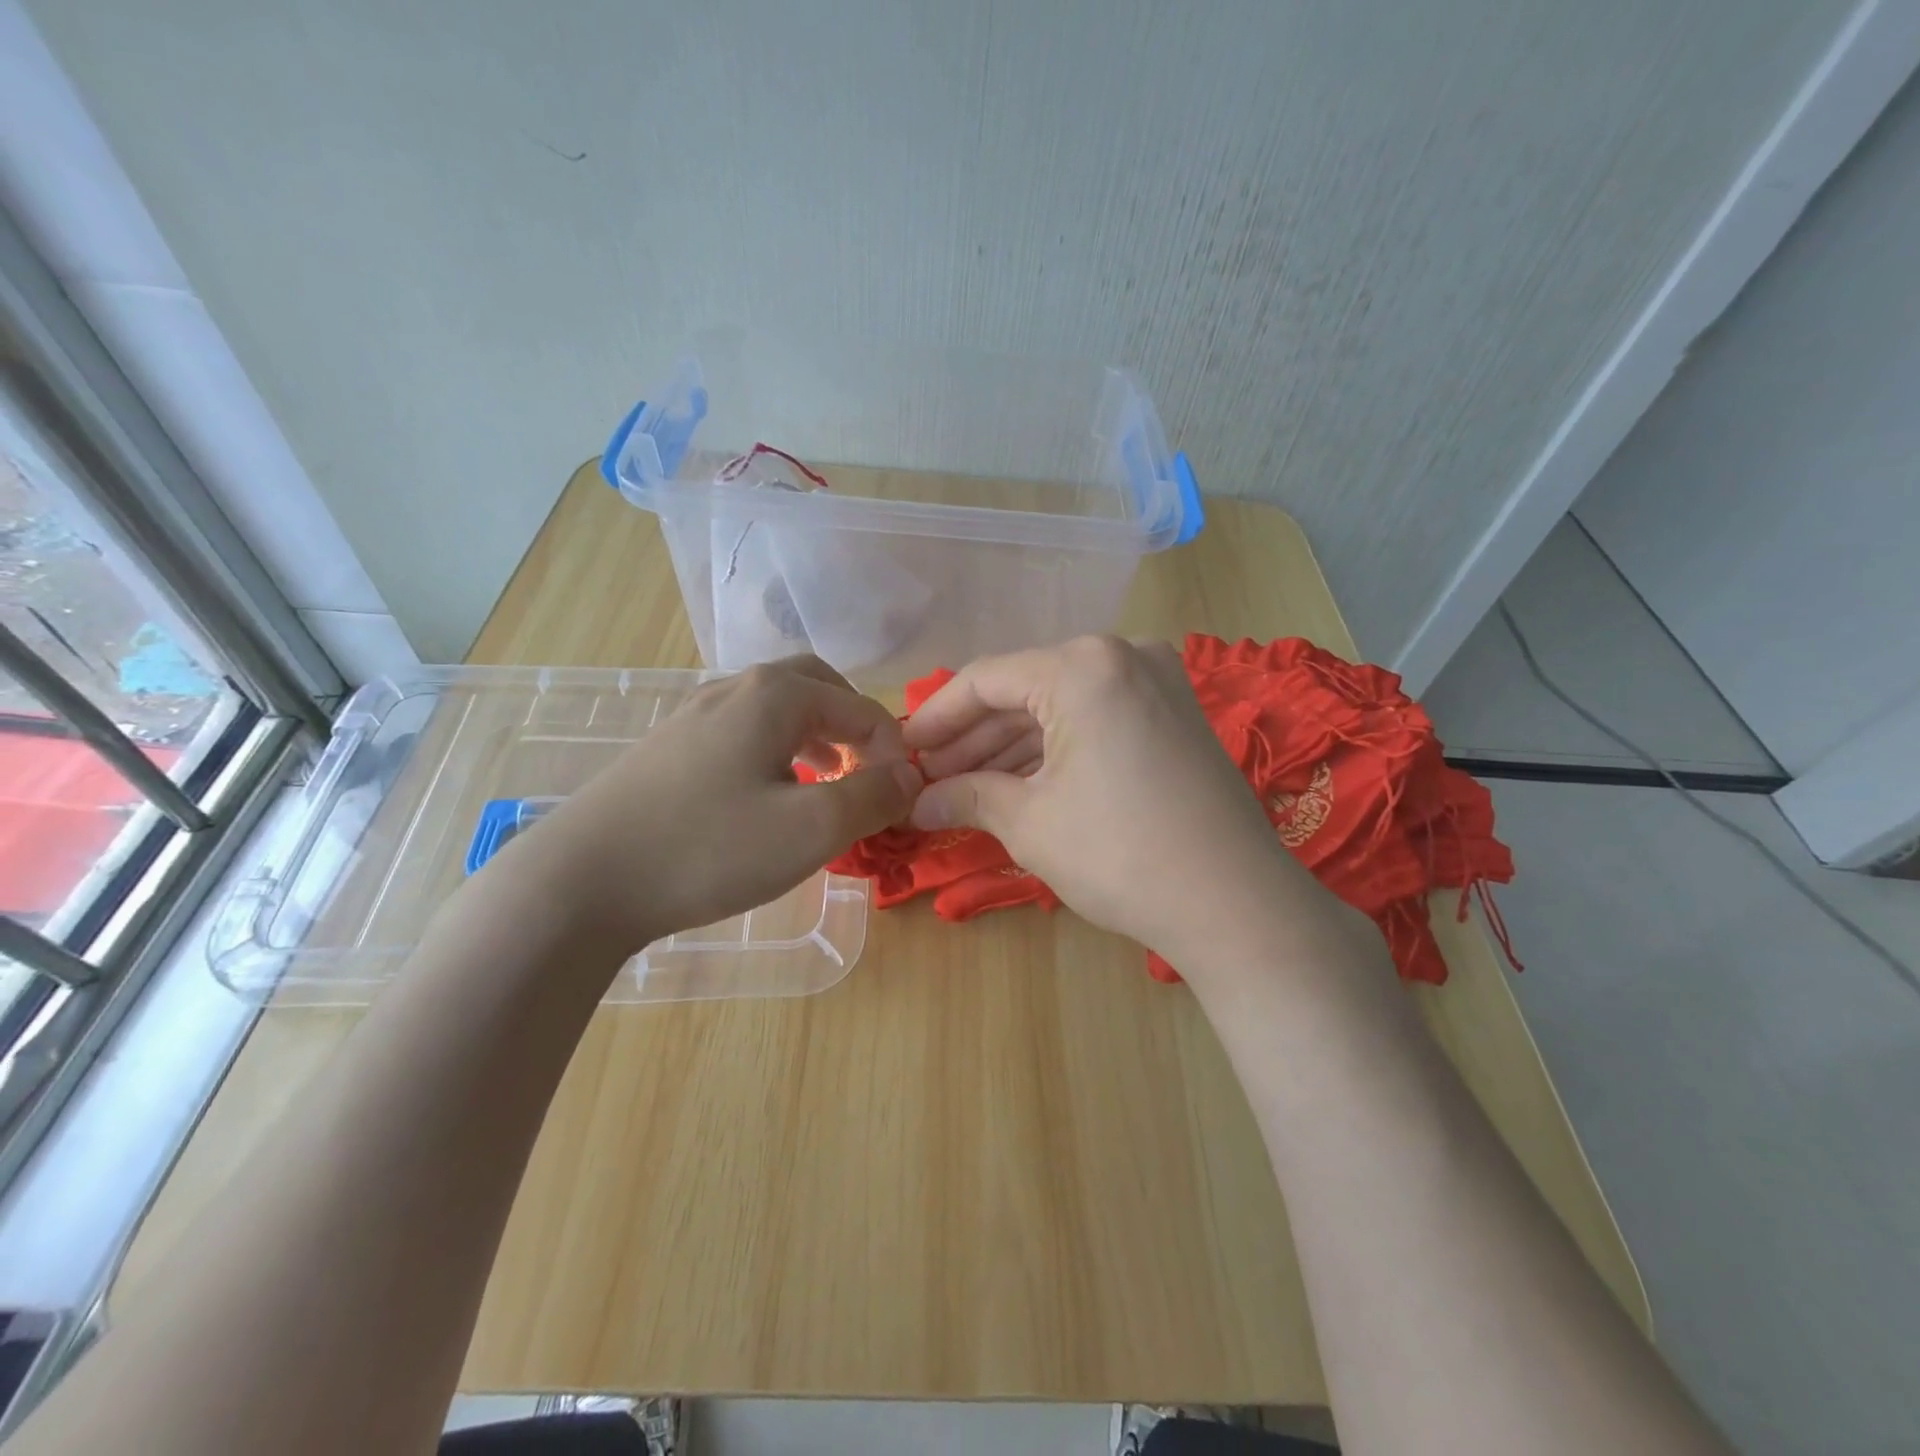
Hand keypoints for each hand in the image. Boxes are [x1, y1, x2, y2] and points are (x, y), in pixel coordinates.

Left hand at [496, 657, 920, 950]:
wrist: (580, 882)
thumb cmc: (708, 848)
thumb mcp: (811, 829)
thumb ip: (873, 796)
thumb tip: (910, 776)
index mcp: (775, 694)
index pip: (860, 707)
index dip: (892, 751)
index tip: (901, 799)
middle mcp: (735, 688)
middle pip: (816, 687)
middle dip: (853, 725)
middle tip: (869, 769)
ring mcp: (694, 715)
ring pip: (776, 708)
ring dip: (816, 736)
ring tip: (828, 781)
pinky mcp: (669, 748)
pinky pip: (743, 732)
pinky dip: (776, 751)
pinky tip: (769, 795)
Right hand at [904, 635, 1310, 967]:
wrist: (1235, 905)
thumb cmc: (1120, 855)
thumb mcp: (1030, 823)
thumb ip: (966, 797)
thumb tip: (917, 804)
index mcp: (1082, 666)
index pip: (985, 680)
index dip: (936, 718)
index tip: (902, 752)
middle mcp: (1122, 655)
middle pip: (1024, 691)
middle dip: (973, 738)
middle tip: (930, 779)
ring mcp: (1156, 682)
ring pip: (1060, 707)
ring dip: (1010, 747)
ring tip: (963, 787)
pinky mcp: (1174, 714)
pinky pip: (1095, 720)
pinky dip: (1054, 749)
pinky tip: (1016, 782)